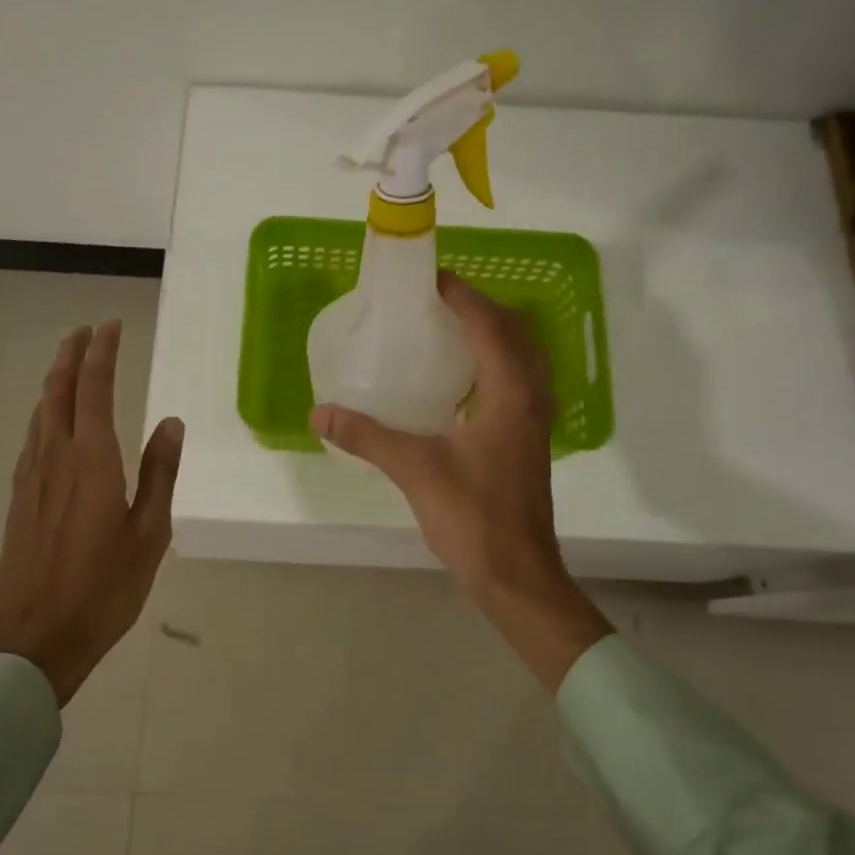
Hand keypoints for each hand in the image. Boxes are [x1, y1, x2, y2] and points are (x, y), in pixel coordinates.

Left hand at [0, 321, 183, 704]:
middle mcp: (56, 458)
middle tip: (85, 331)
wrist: (35, 640)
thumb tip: (171, 422)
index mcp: (92, 461)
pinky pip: (31, 438)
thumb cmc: (104, 589)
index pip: (95, 389)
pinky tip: (49, 422)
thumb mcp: (149, 533)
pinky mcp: (18, 499)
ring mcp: (30, 478)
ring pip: (40, 412)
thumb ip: (159, 473)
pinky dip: (43, 413)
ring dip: (54, 381)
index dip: (102, 353)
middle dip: (71, 355)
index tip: (110, 325)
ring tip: (68, 365)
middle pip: (58, 391)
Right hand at [310, 273, 610, 689]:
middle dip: (481, 308)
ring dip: (494, 334)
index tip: (431, 279)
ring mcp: (534, 421)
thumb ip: (366, 436)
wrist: (517, 575)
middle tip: (438, 302)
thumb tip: (319, 411)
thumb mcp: (414, 470)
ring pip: (523, 357)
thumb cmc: (473, 517)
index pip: (491, 325)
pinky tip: (462, 381)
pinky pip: (518, 381)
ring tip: (450, 330)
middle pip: (516, 333)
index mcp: (510, 393)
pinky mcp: (528, 440)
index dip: (463, 296)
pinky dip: (496, 364)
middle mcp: (531, 397)